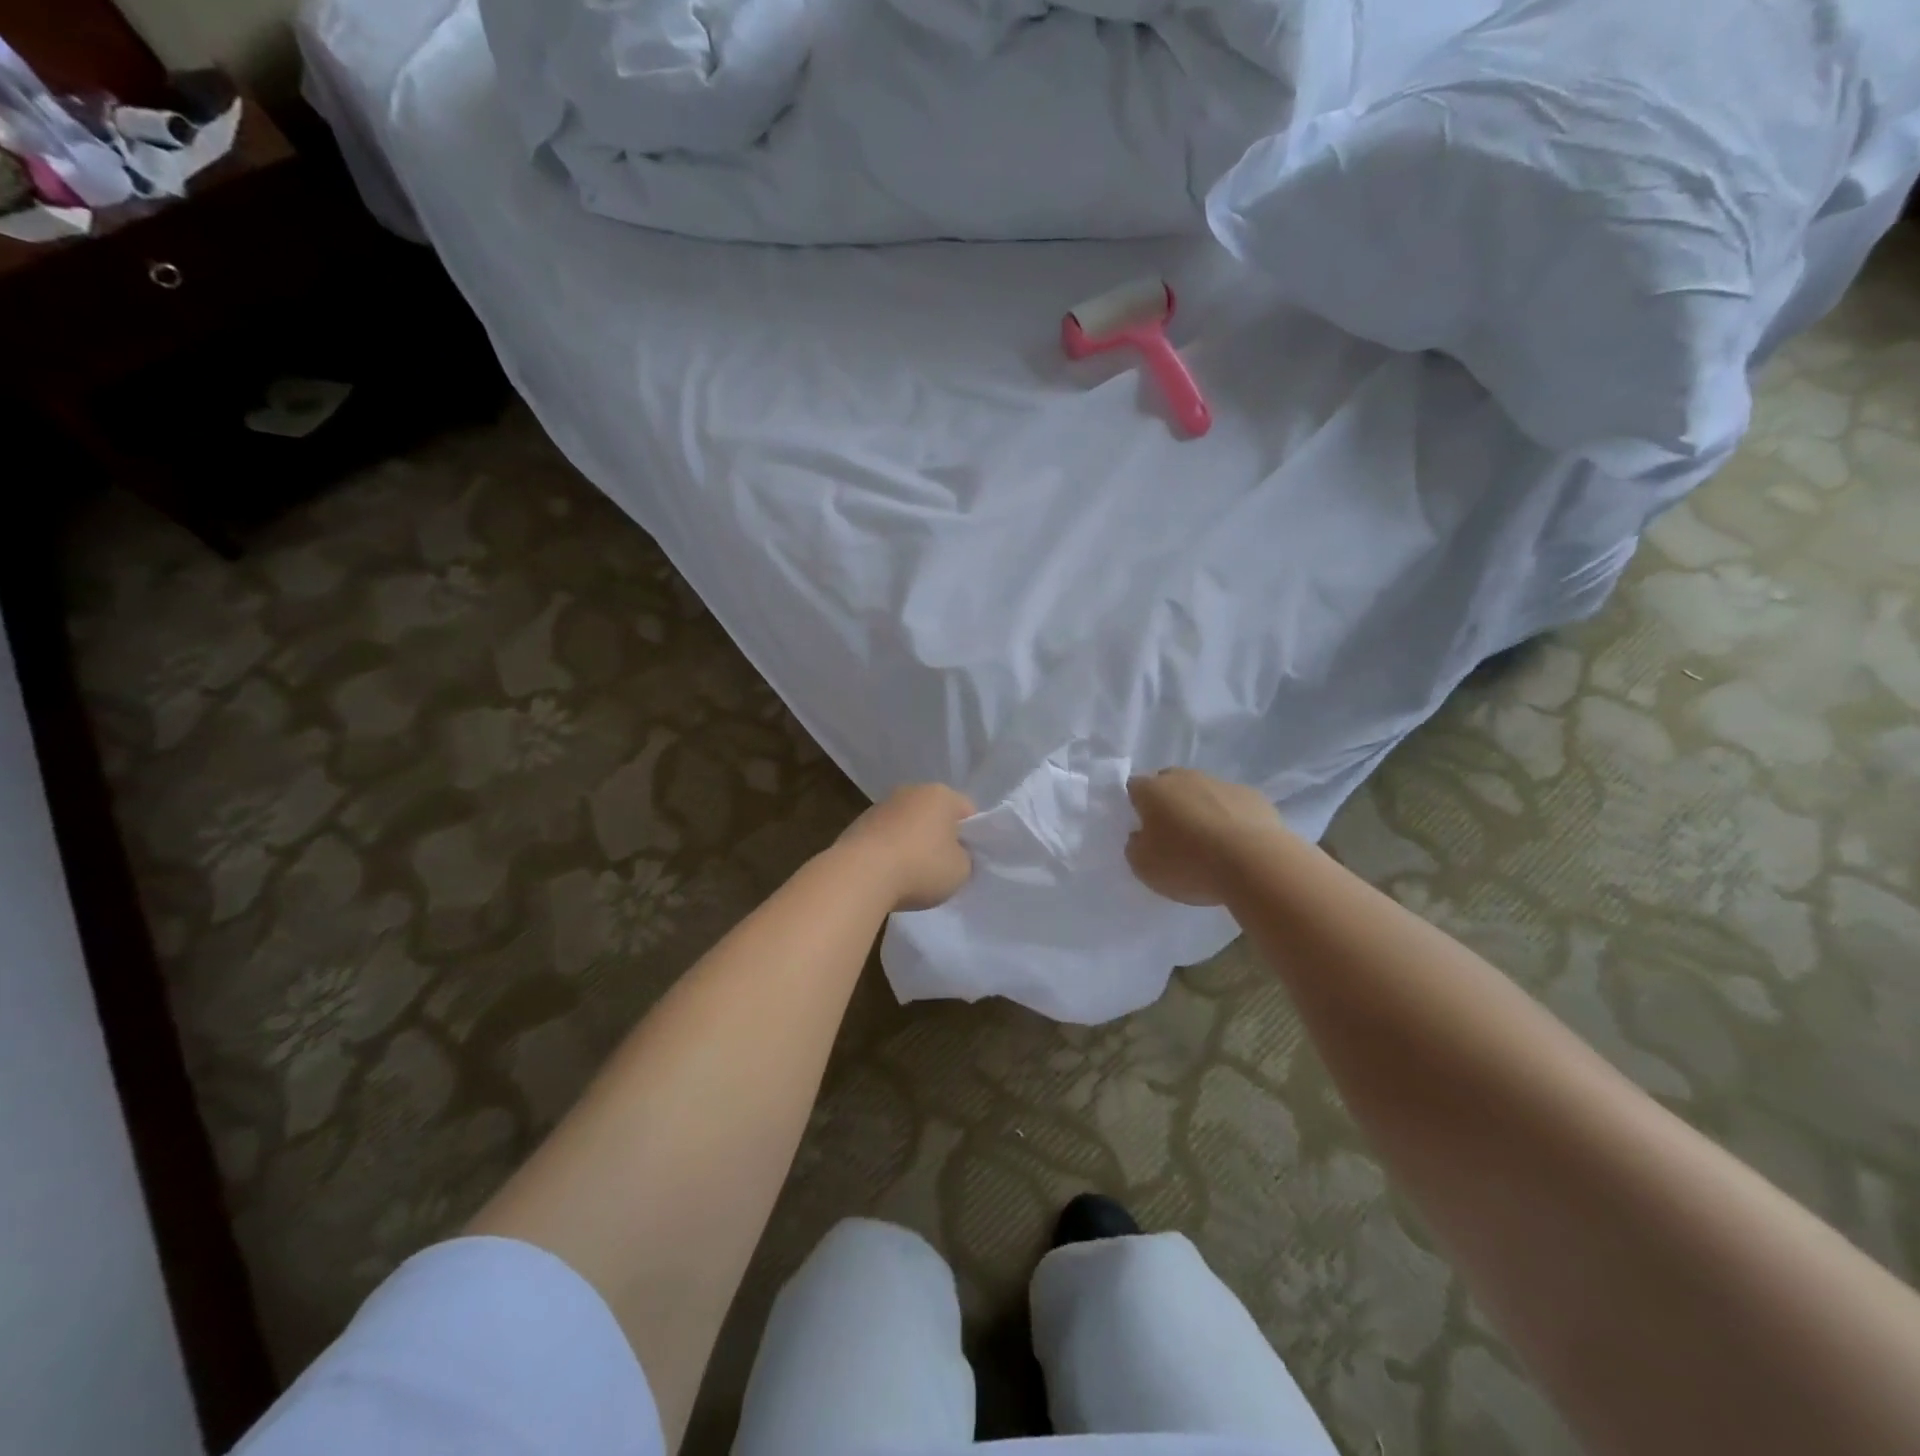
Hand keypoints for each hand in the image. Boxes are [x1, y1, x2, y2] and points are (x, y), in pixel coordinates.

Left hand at [838, 783, 975, 910]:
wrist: (860, 874)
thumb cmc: (921, 867)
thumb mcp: (961, 870)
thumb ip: (965, 859)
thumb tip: (953, 854)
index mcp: (941, 794)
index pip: (968, 812)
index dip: (973, 837)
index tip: (967, 860)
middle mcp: (911, 791)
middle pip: (935, 815)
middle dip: (940, 838)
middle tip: (943, 868)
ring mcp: (881, 806)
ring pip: (908, 825)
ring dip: (912, 844)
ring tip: (911, 876)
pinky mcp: (858, 824)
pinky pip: (885, 837)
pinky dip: (890, 852)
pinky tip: (888, 875)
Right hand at [1126, 768, 1284, 905]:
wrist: (1256, 864)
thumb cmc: (1189, 864)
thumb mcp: (1144, 867)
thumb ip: (1135, 846)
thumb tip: (1141, 836)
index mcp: (1153, 790)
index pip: (1134, 787)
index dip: (1135, 806)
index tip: (1142, 829)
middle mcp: (1185, 778)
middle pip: (1169, 784)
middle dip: (1168, 803)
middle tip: (1172, 835)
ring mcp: (1222, 784)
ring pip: (1203, 792)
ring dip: (1200, 810)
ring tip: (1208, 844)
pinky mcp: (1254, 797)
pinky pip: (1232, 805)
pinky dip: (1230, 819)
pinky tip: (1236, 845)